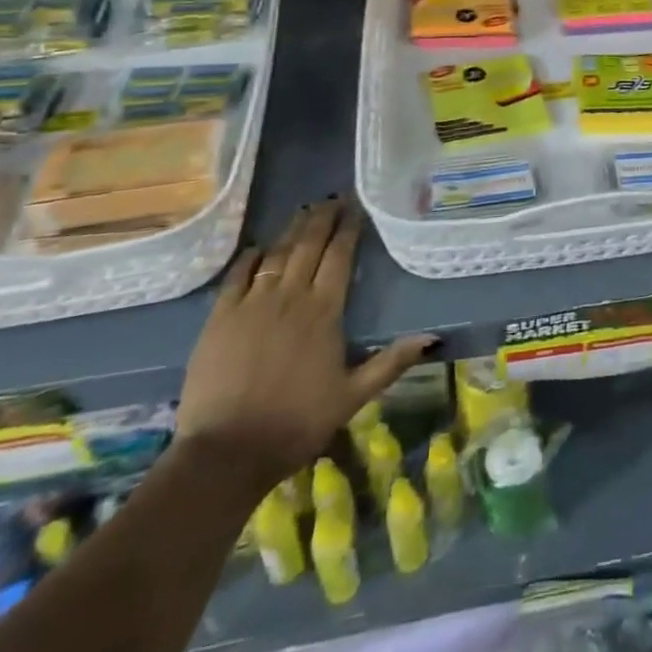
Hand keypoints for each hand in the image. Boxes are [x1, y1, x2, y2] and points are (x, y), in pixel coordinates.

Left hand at [177, 198, 435, 494]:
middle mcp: (290, 296)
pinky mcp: (219, 318)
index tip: (356, 208)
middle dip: (322, 219)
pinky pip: (237, 276)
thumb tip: (432, 337)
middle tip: (332, 199)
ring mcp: (251, 304)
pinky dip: (249, 258)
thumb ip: (391, 362)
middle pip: (308, 246)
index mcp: (324, 311)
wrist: (226, 452)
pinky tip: (257, 248)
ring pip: (276, 254)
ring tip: (303, 212)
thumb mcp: (353, 396)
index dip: (348, 229)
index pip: (339, 256)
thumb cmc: (297, 423)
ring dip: (291, 230)